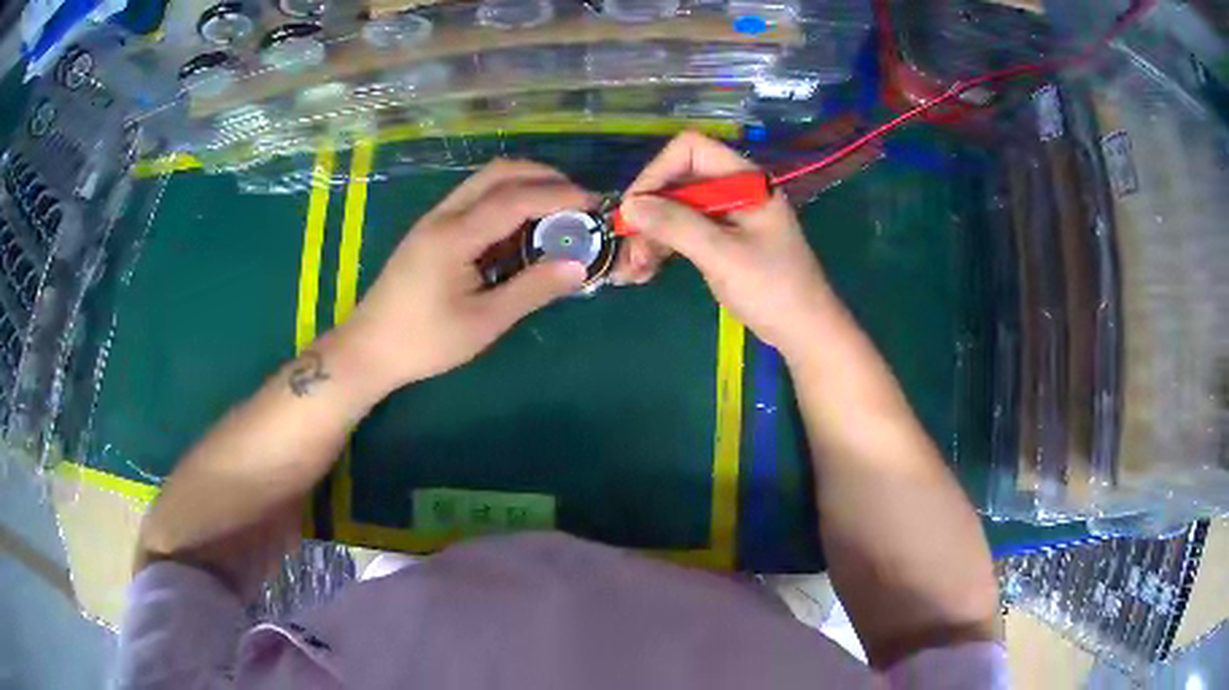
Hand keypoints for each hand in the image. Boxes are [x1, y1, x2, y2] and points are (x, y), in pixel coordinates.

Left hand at [341, 159, 592, 392]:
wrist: (368, 349)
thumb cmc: (424, 342)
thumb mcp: (483, 322)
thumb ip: (532, 290)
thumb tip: (578, 266)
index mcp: (455, 235)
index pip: (515, 198)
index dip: (558, 195)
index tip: (594, 203)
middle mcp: (443, 215)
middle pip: (498, 173)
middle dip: (543, 177)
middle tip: (577, 199)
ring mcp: (433, 220)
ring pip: (484, 182)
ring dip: (523, 185)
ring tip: (556, 210)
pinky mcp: (430, 231)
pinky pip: (473, 200)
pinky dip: (504, 200)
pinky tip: (519, 228)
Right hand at [617, 132, 841, 360]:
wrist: (805, 332)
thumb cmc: (773, 289)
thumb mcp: (723, 255)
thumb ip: (677, 225)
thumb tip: (629, 206)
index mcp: (743, 180)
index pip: (690, 150)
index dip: (658, 172)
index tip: (636, 208)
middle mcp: (733, 190)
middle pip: (677, 182)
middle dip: (648, 214)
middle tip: (628, 251)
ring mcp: (727, 216)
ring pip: (674, 210)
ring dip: (649, 236)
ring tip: (630, 272)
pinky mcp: (721, 240)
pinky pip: (682, 233)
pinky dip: (661, 249)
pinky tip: (643, 272)